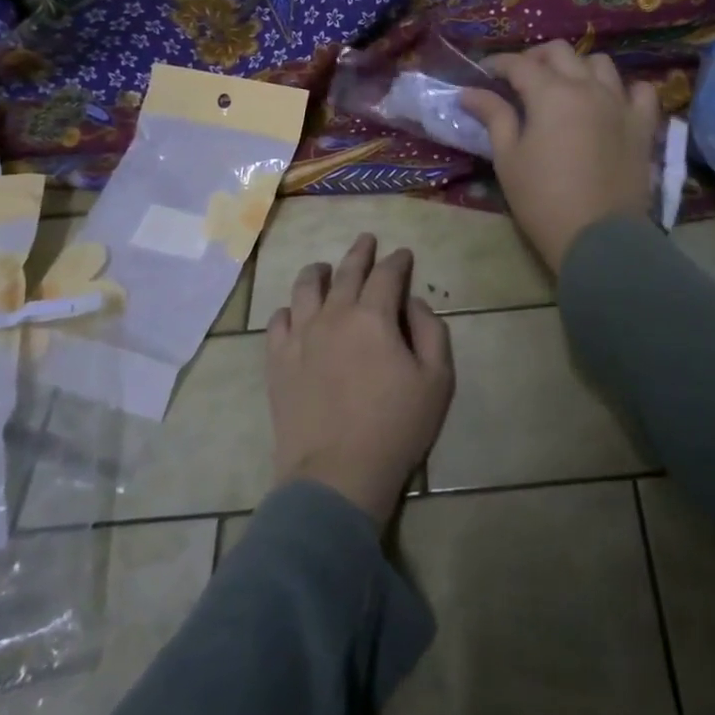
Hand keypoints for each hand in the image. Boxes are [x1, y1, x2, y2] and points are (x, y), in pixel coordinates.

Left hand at [266, 235, 455, 527]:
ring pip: (305, 289)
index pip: (387, 274)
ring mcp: (300, 337)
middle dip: (360, 253)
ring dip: (318, 272)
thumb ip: (432, 331)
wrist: (337, 474)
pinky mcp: (278, 361)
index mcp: (374, 316)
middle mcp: (334, 315)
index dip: (398, 261)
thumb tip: (413, 303)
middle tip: (366, 240)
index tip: (403, 254)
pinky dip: (289, 309)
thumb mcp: (437, 380)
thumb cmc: (396, 427)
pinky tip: (295, 312)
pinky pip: (279, 321)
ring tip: (323, 268)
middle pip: (346, 272)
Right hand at [460, 40, 660, 271]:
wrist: (597, 237)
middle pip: (561, 53)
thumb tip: (470, 92)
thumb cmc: (543, 199)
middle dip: (536, 58)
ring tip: (565, 87)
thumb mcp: (508, 159)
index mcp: (551, 94)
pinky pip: (641, 91)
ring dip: (578, 67)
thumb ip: (494, 117)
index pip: (520, 64)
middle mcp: (588, 87)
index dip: (498, 64)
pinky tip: (612, 101)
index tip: (484, 73)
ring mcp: (620, 104)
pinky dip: (625, 89)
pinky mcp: (643, 126)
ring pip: (601, 63)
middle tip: (520, 79)